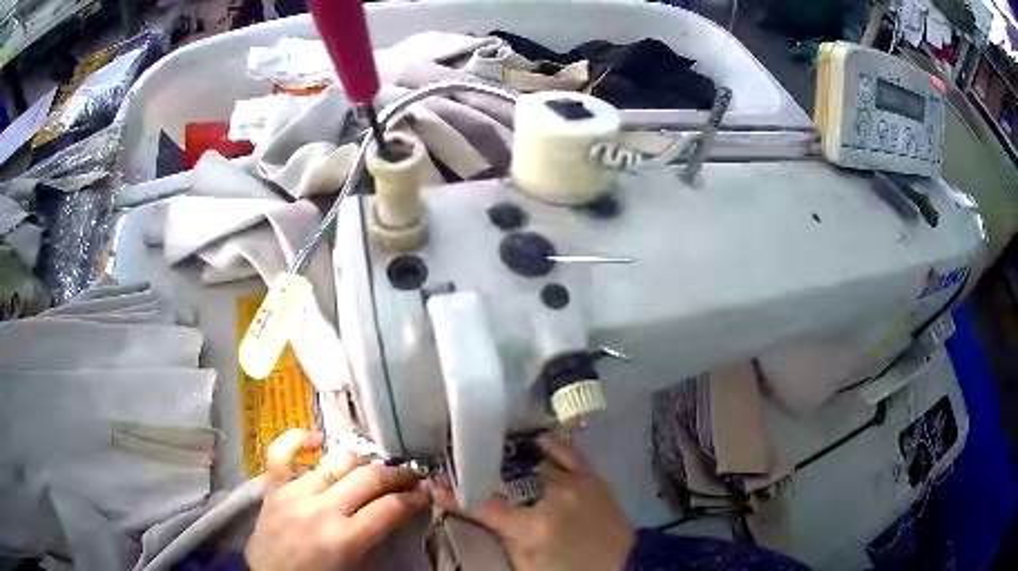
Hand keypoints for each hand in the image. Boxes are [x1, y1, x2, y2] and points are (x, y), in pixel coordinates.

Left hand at [245, 429, 429, 570]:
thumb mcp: (356, 568)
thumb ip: (374, 539)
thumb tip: (396, 514)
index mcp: (345, 538)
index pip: (389, 508)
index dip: (414, 499)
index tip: (425, 494)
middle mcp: (321, 509)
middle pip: (368, 478)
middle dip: (396, 475)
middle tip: (410, 477)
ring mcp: (294, 493)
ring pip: (335, 462)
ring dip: (361, 462)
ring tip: (372, 467)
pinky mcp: (273, 488)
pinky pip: (282, 452)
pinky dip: (299, 440)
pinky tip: (317, 440)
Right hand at [437, 433, 635, 570]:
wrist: (623, 565)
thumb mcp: (527, 564)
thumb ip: (502, 536)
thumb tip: (478, 512)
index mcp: (532, 525)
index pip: (482, 505)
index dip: (454, 495)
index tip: (433, 484)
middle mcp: (551, 495)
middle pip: (504, 475)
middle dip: (476, 468)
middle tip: (456, 462)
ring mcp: (573, 481)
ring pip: (530, 458)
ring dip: (505, 455)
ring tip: (484, 447)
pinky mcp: (591, 474)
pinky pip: (565, 448)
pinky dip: (545, 441)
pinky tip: (527, 436)